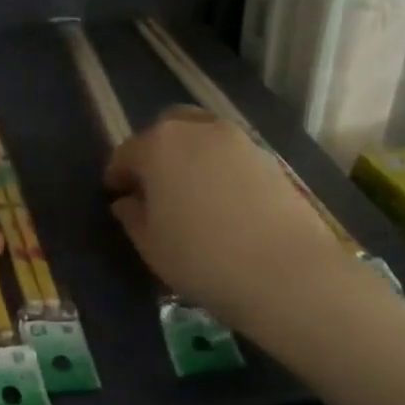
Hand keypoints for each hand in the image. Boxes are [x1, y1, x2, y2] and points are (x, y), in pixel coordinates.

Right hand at [105, 107, 351, 327]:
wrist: (287, 273)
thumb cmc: (202, 259)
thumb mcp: (150, 245)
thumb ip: (132, 216)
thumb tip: (128, 201)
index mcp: (158, 145)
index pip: (125, 153)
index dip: (117, 177)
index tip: (116, 198)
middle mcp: (197, 130)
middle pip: (166, 131)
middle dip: (154, 154)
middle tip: (153, 189)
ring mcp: (238, 140)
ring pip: (202, 137)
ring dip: (189, 157)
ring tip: (190, 196)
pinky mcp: (269, 158)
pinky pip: (230, 155)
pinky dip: (219, 169)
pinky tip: (222, 203)